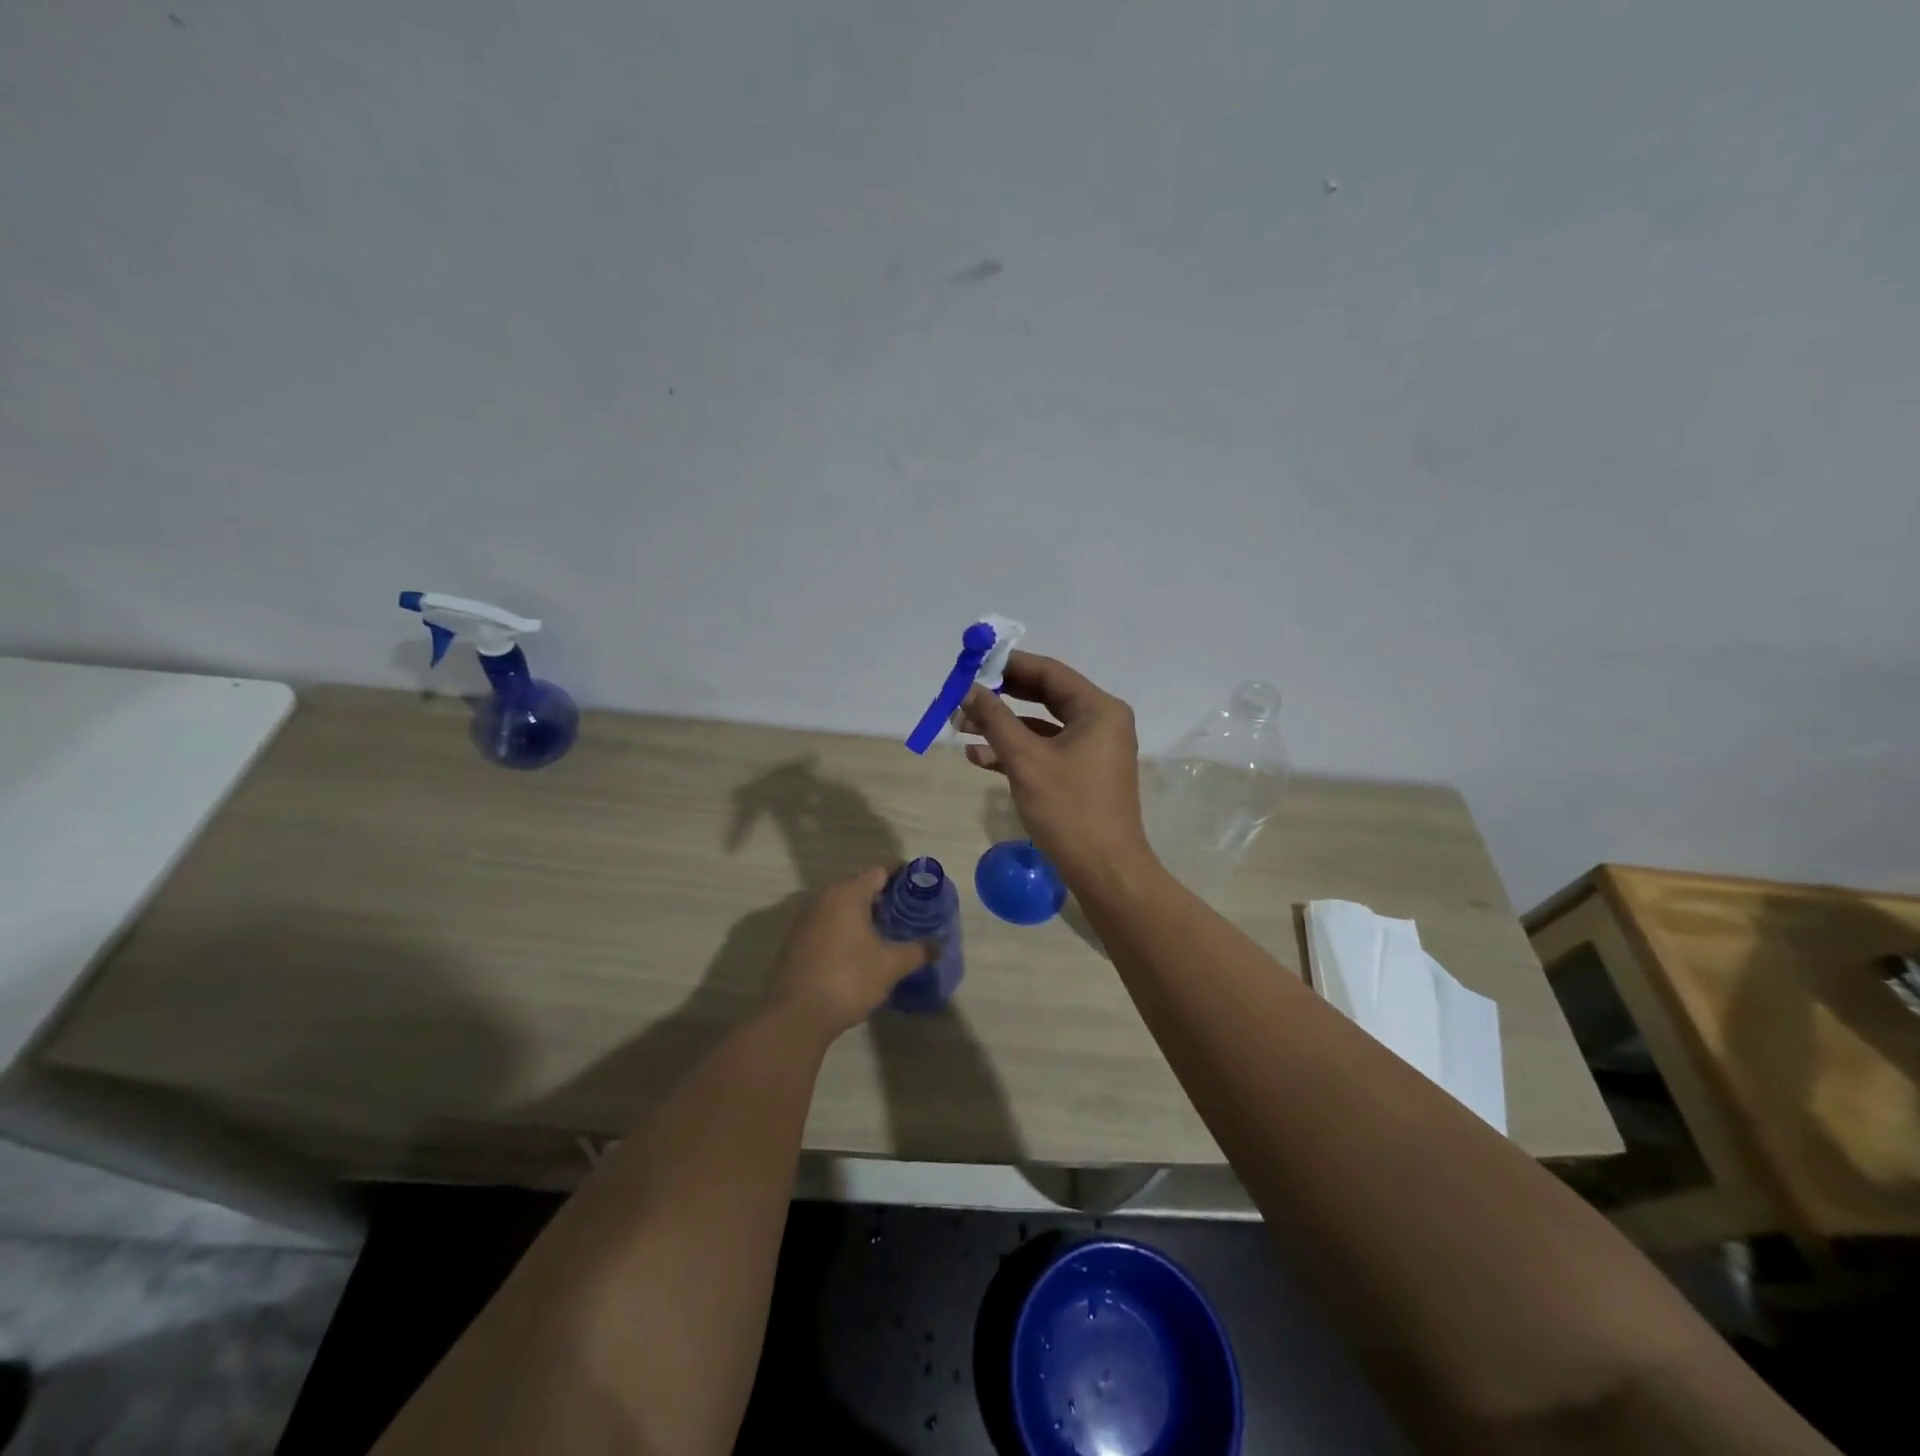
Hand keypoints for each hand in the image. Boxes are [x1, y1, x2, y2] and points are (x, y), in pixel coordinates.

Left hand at [767, 868, 932, 1040]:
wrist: (795, 1016)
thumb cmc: (847, 980)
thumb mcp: (890, 966)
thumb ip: (917, 951)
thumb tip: (939, 944)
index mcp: (847, 894)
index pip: (880, 872)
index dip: (903, 878)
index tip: (921, 889)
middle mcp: (823, 898)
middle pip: (860, 887)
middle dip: (884, 898)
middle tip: (908, 915)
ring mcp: (805, 919)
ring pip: (842, 906)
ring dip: (863, 915)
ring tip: (887, 934)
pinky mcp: (796, 941)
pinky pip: (827, 924)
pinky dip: (845, 929)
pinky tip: (859, 951)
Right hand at [956, 652, 1155, 889]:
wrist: (1105, 870)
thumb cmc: (1069, 809)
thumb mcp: (1026, 760)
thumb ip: (995, 719)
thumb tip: (967, 688)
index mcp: (1098, 709)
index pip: (1048, 672)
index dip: (1008, 665)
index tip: (972, 664)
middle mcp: (1100, 721)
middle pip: (1045, 696)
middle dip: (1001, 697)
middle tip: (964, 694)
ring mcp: (1093, 749)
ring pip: (1041, 725)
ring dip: (1002, 726)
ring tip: (960, 728)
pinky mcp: (1082, 773)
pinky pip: (1046, 750)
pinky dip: (1016, 751)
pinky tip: (979, 757)